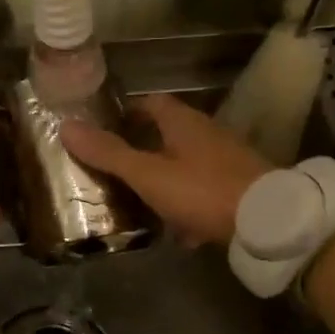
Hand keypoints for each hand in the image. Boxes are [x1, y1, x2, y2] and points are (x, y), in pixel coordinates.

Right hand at [61, 93, 267, 246]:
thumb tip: (66, 126)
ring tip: (140, 201)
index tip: (106, 127)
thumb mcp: (149, 174)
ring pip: (187, 164)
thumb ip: (109, 153)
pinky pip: (205, 190)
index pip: (152, 103)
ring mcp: (227, 160)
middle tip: (116, 168)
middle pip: (169, 134)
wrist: (269, 221)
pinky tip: (179, 230)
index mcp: (183, 122)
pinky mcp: (241, 187)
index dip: (128, 112)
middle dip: (143, 149)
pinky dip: (189, 204)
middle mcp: (207, 133)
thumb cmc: (203, 190)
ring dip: (166, 178)